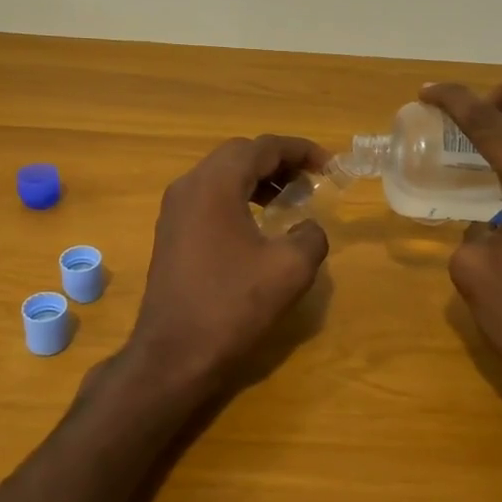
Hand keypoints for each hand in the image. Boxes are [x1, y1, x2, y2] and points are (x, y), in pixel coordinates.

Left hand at [123, 135, 332, 400]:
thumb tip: (307, 227)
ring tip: (289, 200)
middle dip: (278, 161)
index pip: (263, 147)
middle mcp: (189, 186)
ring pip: (221, 175)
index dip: (301, 150)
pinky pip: (208, 198)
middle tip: (311, 180)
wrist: (173, 354)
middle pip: (239, 154)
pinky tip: (258, 224)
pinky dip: (238, 197)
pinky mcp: (170, 233)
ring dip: (257, 179)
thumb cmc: (231, 306)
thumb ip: (310, 236)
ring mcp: (174, 210)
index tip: (330, 165)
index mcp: (215, 184)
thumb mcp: (289, 270)